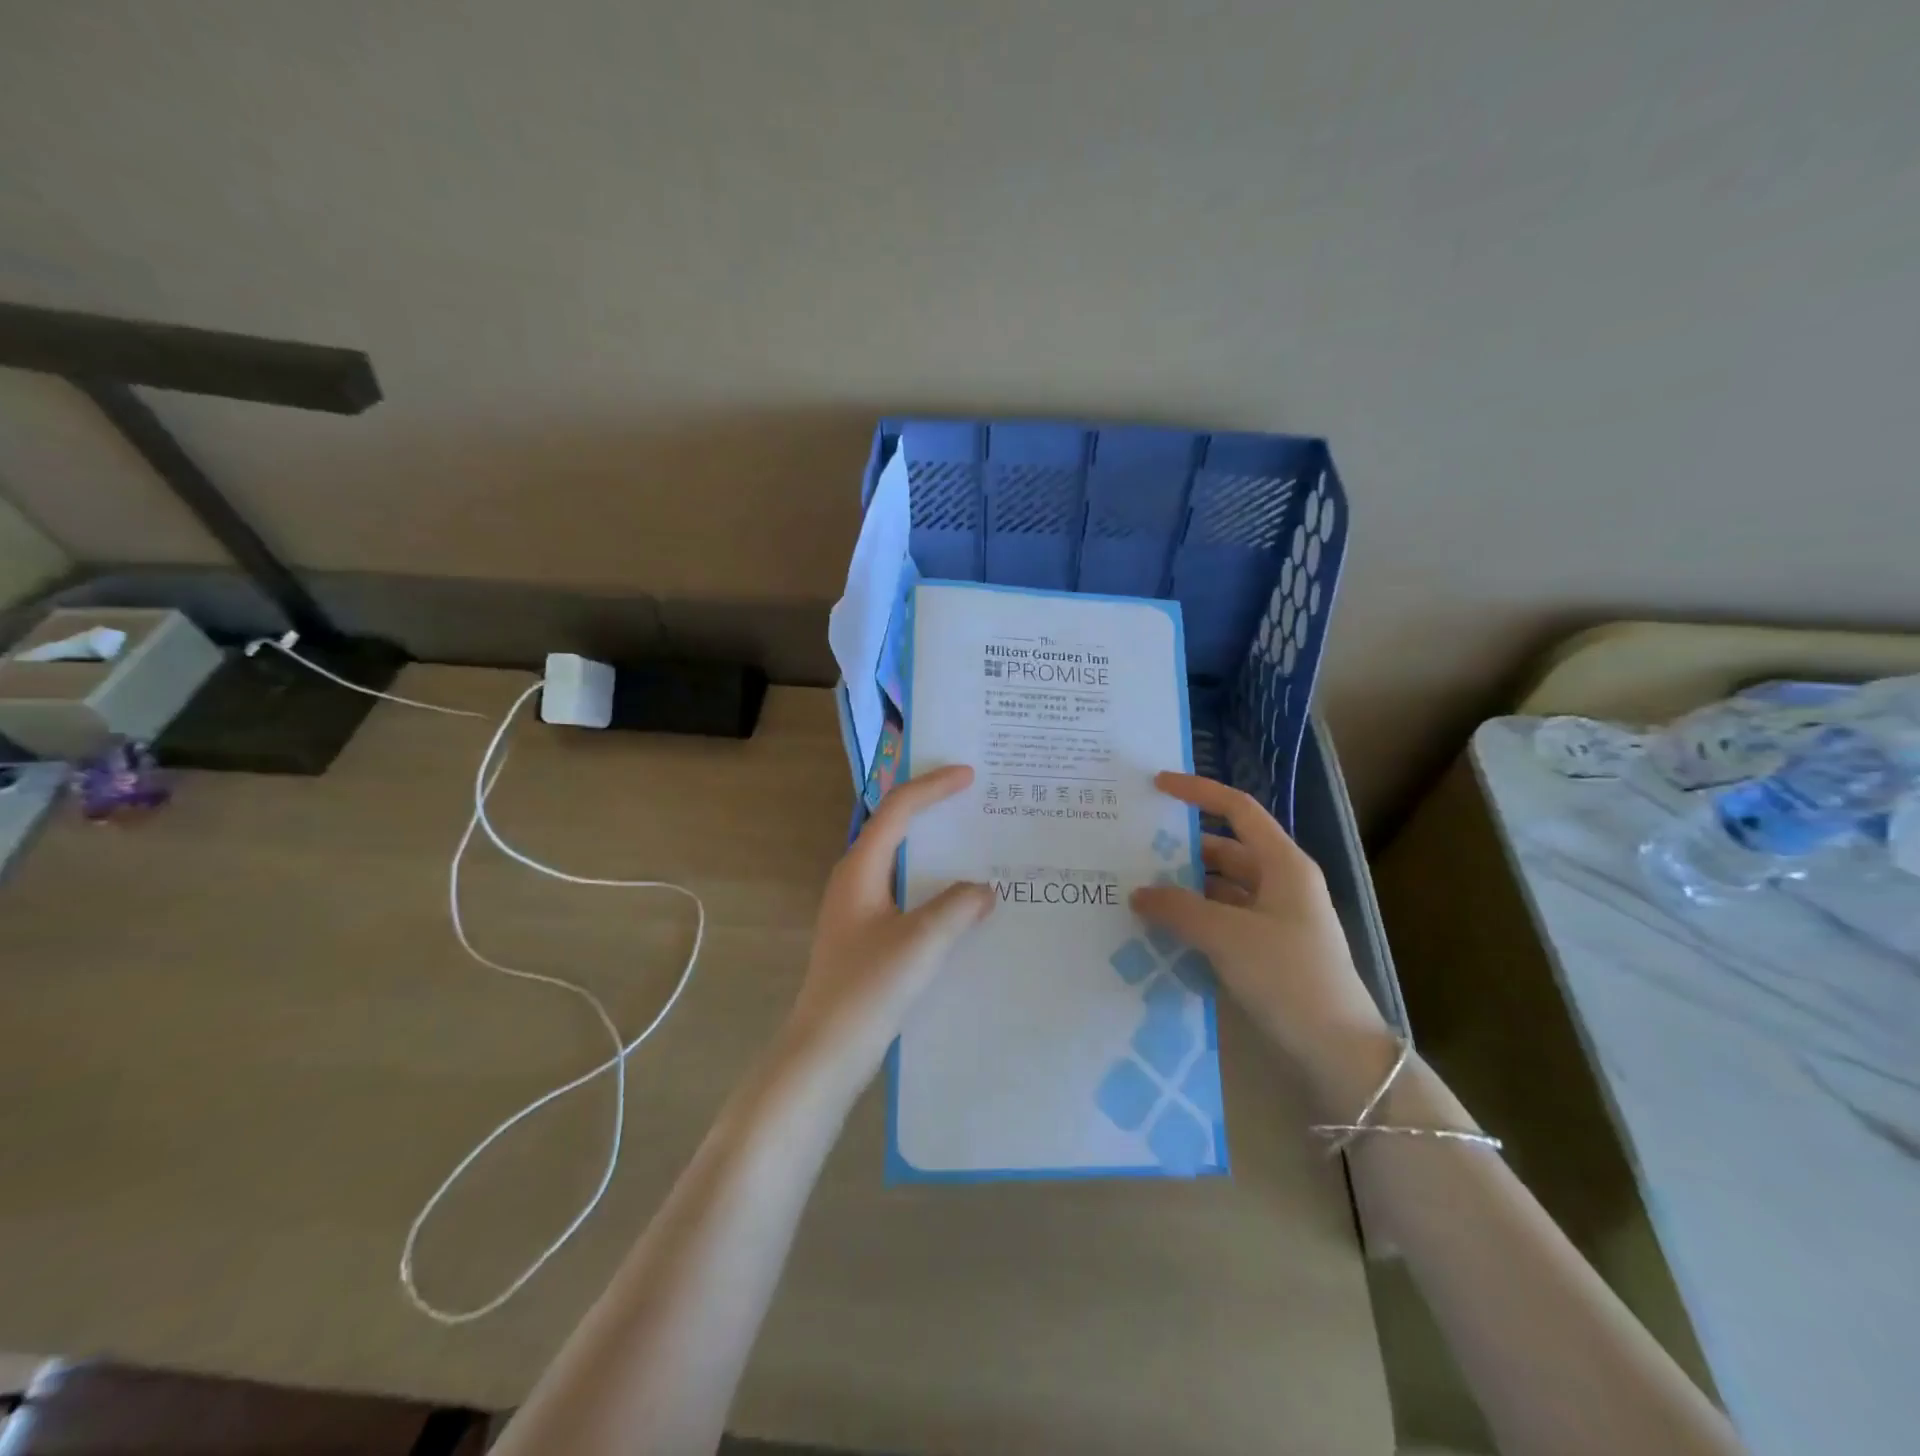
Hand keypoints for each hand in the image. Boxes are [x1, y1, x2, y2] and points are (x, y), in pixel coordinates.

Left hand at [780, 765, 994, 1093]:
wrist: (826, 1050)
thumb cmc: (869, 988)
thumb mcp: (922, 942)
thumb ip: (958, 907)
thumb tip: (984, 890)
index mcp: (860, 868)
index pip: (897, 809)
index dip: (933, 786)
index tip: (969, 774)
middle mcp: (854, 879)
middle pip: (894, 828)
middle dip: (932, 809)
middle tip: (973, 800)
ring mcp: (857, 908)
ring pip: (900, 861)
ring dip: (933, 849)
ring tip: (973, 844)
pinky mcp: (864, 934)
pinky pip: (903, 891)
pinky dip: (931, 883)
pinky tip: (958, 901)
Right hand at [1130, 772, 1393, 1111]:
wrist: (1338, 1050)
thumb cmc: (1288, 976)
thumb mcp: (1227, 936)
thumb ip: (1178, 908)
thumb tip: (1140, 892)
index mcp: (1283, 864)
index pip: (1237, 810)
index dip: (1198, 792)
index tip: (1157, 786)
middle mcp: (1281, 882)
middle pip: (1225, 849)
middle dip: (1182, 848)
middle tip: (1134, 849)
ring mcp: (1276, 918)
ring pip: (1222, 887)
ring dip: (1186, 887)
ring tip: (1139, 889)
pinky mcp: (1269, 949)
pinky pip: (1224, 918)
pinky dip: (1196, 917)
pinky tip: (1164, 929)